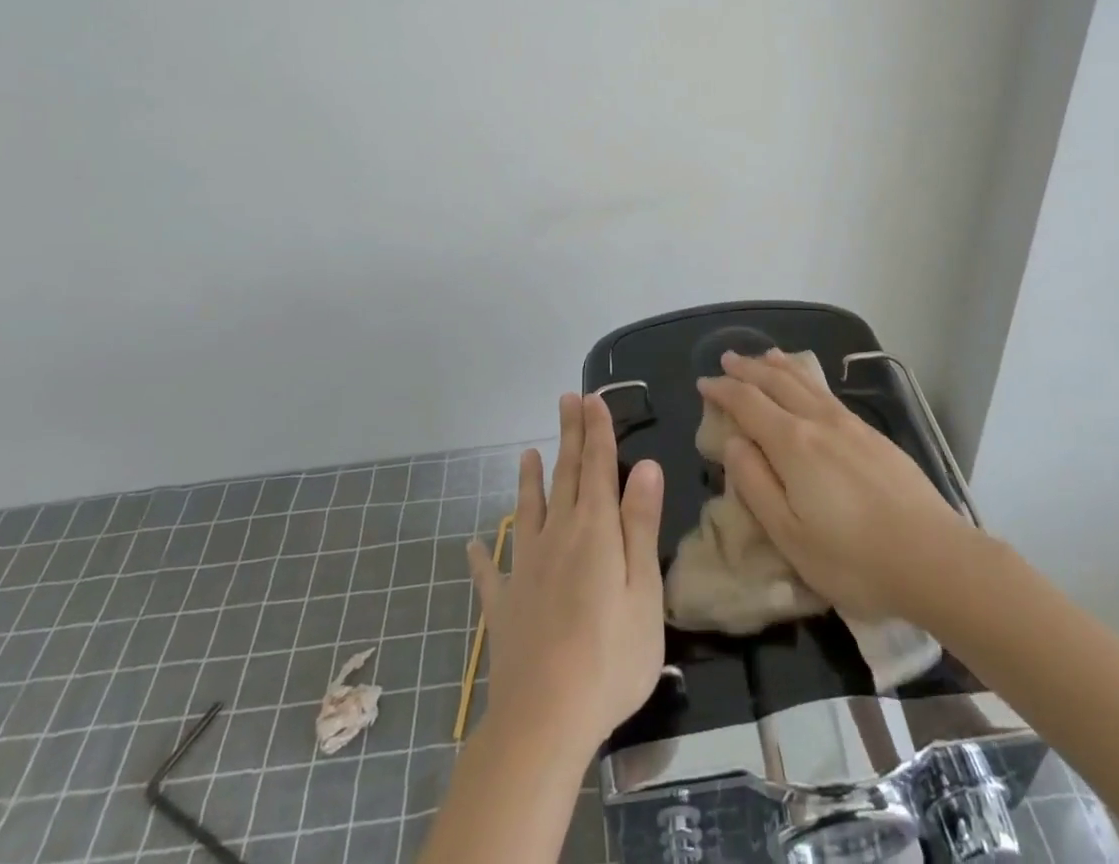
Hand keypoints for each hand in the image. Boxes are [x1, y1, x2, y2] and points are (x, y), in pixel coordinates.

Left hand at [467, 393, 665, 755]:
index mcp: (594, 531)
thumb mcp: (643, 590)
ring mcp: (525, 568)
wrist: (544, 719)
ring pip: (528, 510)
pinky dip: (482, 555)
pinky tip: (473, 544)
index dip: (597, 430)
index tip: (592, 397)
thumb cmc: (610, 656)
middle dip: (569, 436)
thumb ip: (640, 525)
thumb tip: (645, 465)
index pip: (598, 466)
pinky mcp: (503, 604)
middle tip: (567, 400)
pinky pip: (490, 572)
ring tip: (527, 453)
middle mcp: (556, 536)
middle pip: (565, 476)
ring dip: (529, 479)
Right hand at [698, 350, 968, 619]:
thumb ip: (756, 484)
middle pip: (776, 382)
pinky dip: (807, 379)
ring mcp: (850, 425)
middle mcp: (819, 422)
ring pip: (806, 382)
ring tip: (765, 356)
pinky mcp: (874, 436)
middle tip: (727, 359)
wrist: (936, 559)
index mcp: (792, 443)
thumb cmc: (854, 559)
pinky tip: (810, 385)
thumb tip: (733, 442)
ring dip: (779, 366)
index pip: (748, 403)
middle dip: (748, 369)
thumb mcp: (790, 535)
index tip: (704, 382)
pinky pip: (828, 393)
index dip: (723, 390)